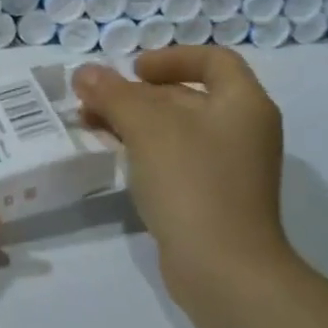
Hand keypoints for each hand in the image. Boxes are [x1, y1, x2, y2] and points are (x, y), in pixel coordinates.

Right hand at [72, 47, 295, 311]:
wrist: (223, 270)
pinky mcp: (212, 199)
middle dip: (137, 93)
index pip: (213, 60)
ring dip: (133, 121)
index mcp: (243, 104)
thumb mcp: (147, 127)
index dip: (171, 57)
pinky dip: (144, 150)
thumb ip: (114, 94)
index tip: (133, 70)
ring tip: (89, 123)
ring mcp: (229, 169)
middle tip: (95, 98)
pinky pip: (175, 160)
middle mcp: (243, 131)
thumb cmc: (192, 182)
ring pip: (176, 130)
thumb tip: (84, 72)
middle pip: (188, 95)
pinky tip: (112, 154)